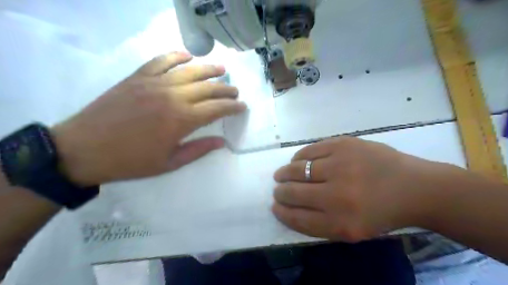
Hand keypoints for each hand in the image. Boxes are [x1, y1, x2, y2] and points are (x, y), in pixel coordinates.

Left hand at [53, 51, 247, 186]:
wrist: (84, 149)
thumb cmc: (131, 161)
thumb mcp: (169, 163)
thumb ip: (198, 150)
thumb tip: (222, 142)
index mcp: (182, 120)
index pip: (217, 108)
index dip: (233, 106)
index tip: (242, 106)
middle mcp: (173, 96)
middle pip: (208, 87)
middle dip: (226, 89)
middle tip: (235, 91)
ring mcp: (155, 83)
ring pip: (190, 70)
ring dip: (209, 69)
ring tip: (222, 69)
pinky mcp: (138, 77)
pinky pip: (161, 61)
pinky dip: (176, 56)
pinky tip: (187, 56)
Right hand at [271, 137, 442, 241]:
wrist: (414, 187)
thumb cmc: (381, 213)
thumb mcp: (351, 230)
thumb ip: (318, 223)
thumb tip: (288, 207)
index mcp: (341, 223)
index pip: (297, 217)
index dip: (282, 212)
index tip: (275, 206)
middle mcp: (337, 195)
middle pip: (294, 193)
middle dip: (280, 192)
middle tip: (278, 189)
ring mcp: (340, 165)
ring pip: (297, 169)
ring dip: (285, 173)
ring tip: (282, 174)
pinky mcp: (343, 144)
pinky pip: (309, 150)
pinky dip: (298, 157)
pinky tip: (297, 160)